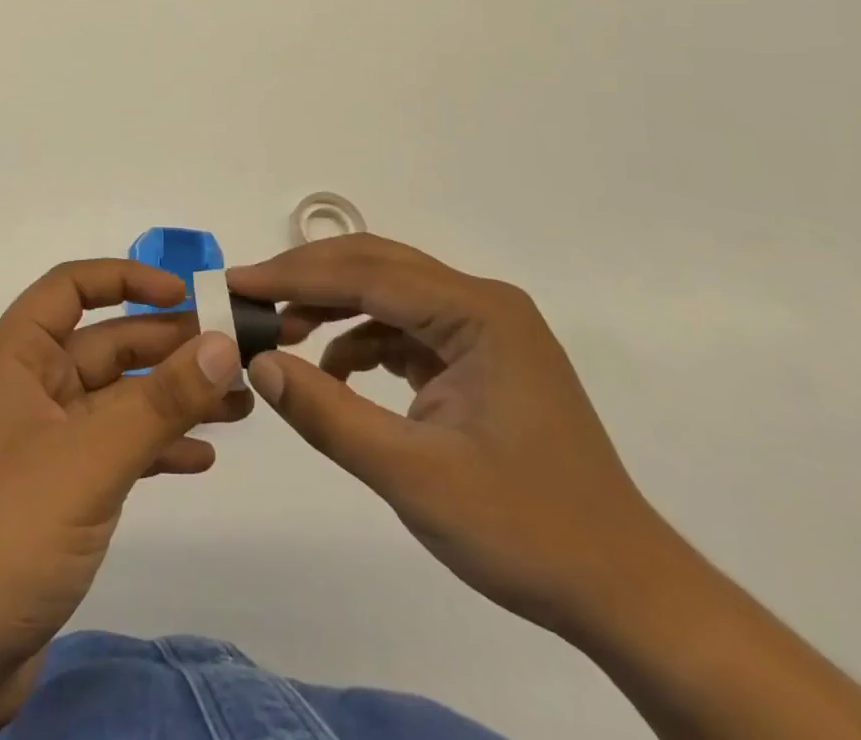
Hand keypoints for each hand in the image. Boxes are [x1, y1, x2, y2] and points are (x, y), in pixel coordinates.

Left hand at [0, 259, 247, 705]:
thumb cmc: (8, 530)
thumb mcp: (92, 457)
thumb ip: (161, 400)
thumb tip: (222, 343)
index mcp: (16, 354)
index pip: (72, 286)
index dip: (128, 279)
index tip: (185, 294)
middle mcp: (28, 384)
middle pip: (106, 343)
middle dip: (169, 347)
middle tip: (237, 356)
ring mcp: (43, 438)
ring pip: (118, 398)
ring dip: (173, 398)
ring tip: (240, 405)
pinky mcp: (57, 487)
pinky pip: (114, 447)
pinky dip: (155, 446)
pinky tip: (201, 458)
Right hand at [230, 235, 681, 639]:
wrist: (626, 594)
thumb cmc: (526, 531)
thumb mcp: (413, 476)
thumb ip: (329, 414)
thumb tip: (257, 363)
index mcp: (477, 313)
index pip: (366, 274)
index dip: (293, 276)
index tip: (235, 283)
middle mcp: (481, 303)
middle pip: (376, 267)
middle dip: (307, 279)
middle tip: (248, 297)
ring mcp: (484, 329)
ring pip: (388, 292)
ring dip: (331, 306)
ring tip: (281, 334)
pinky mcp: (479, 358)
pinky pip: (405, 327)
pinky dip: (361, 338)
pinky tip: (334, 370)